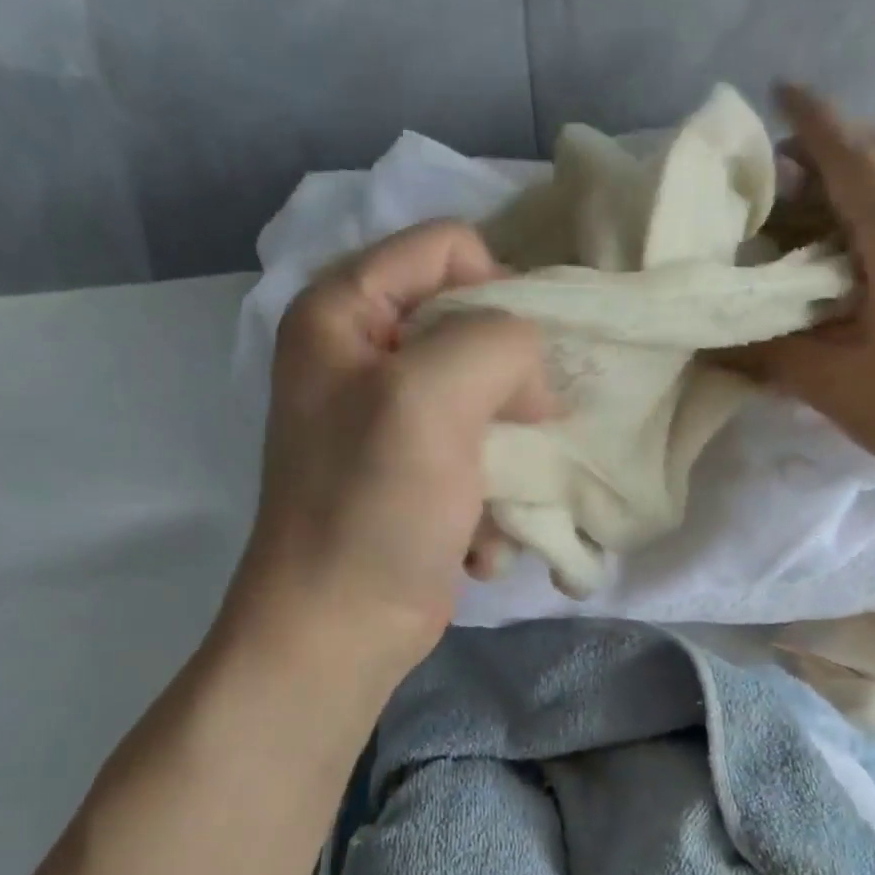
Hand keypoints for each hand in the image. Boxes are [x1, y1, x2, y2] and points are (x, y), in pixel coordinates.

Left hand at [221, 221, 553, 683]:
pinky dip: (491, 496)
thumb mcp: (434, 398)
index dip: (499, 293)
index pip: (449, 247)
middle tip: (522, 431)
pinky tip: (478, 539)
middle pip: (473, 323)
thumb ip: (497, 340)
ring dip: (507, 453)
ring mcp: (389, 417)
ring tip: (494, 500)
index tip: (522, 366)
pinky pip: (480, 452)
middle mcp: (362, 353)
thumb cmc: (376, 505)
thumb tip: (532, 371)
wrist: (343, 627)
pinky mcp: (416, 471)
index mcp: (343, 311)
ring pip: (488, 394)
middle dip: (511, 384)